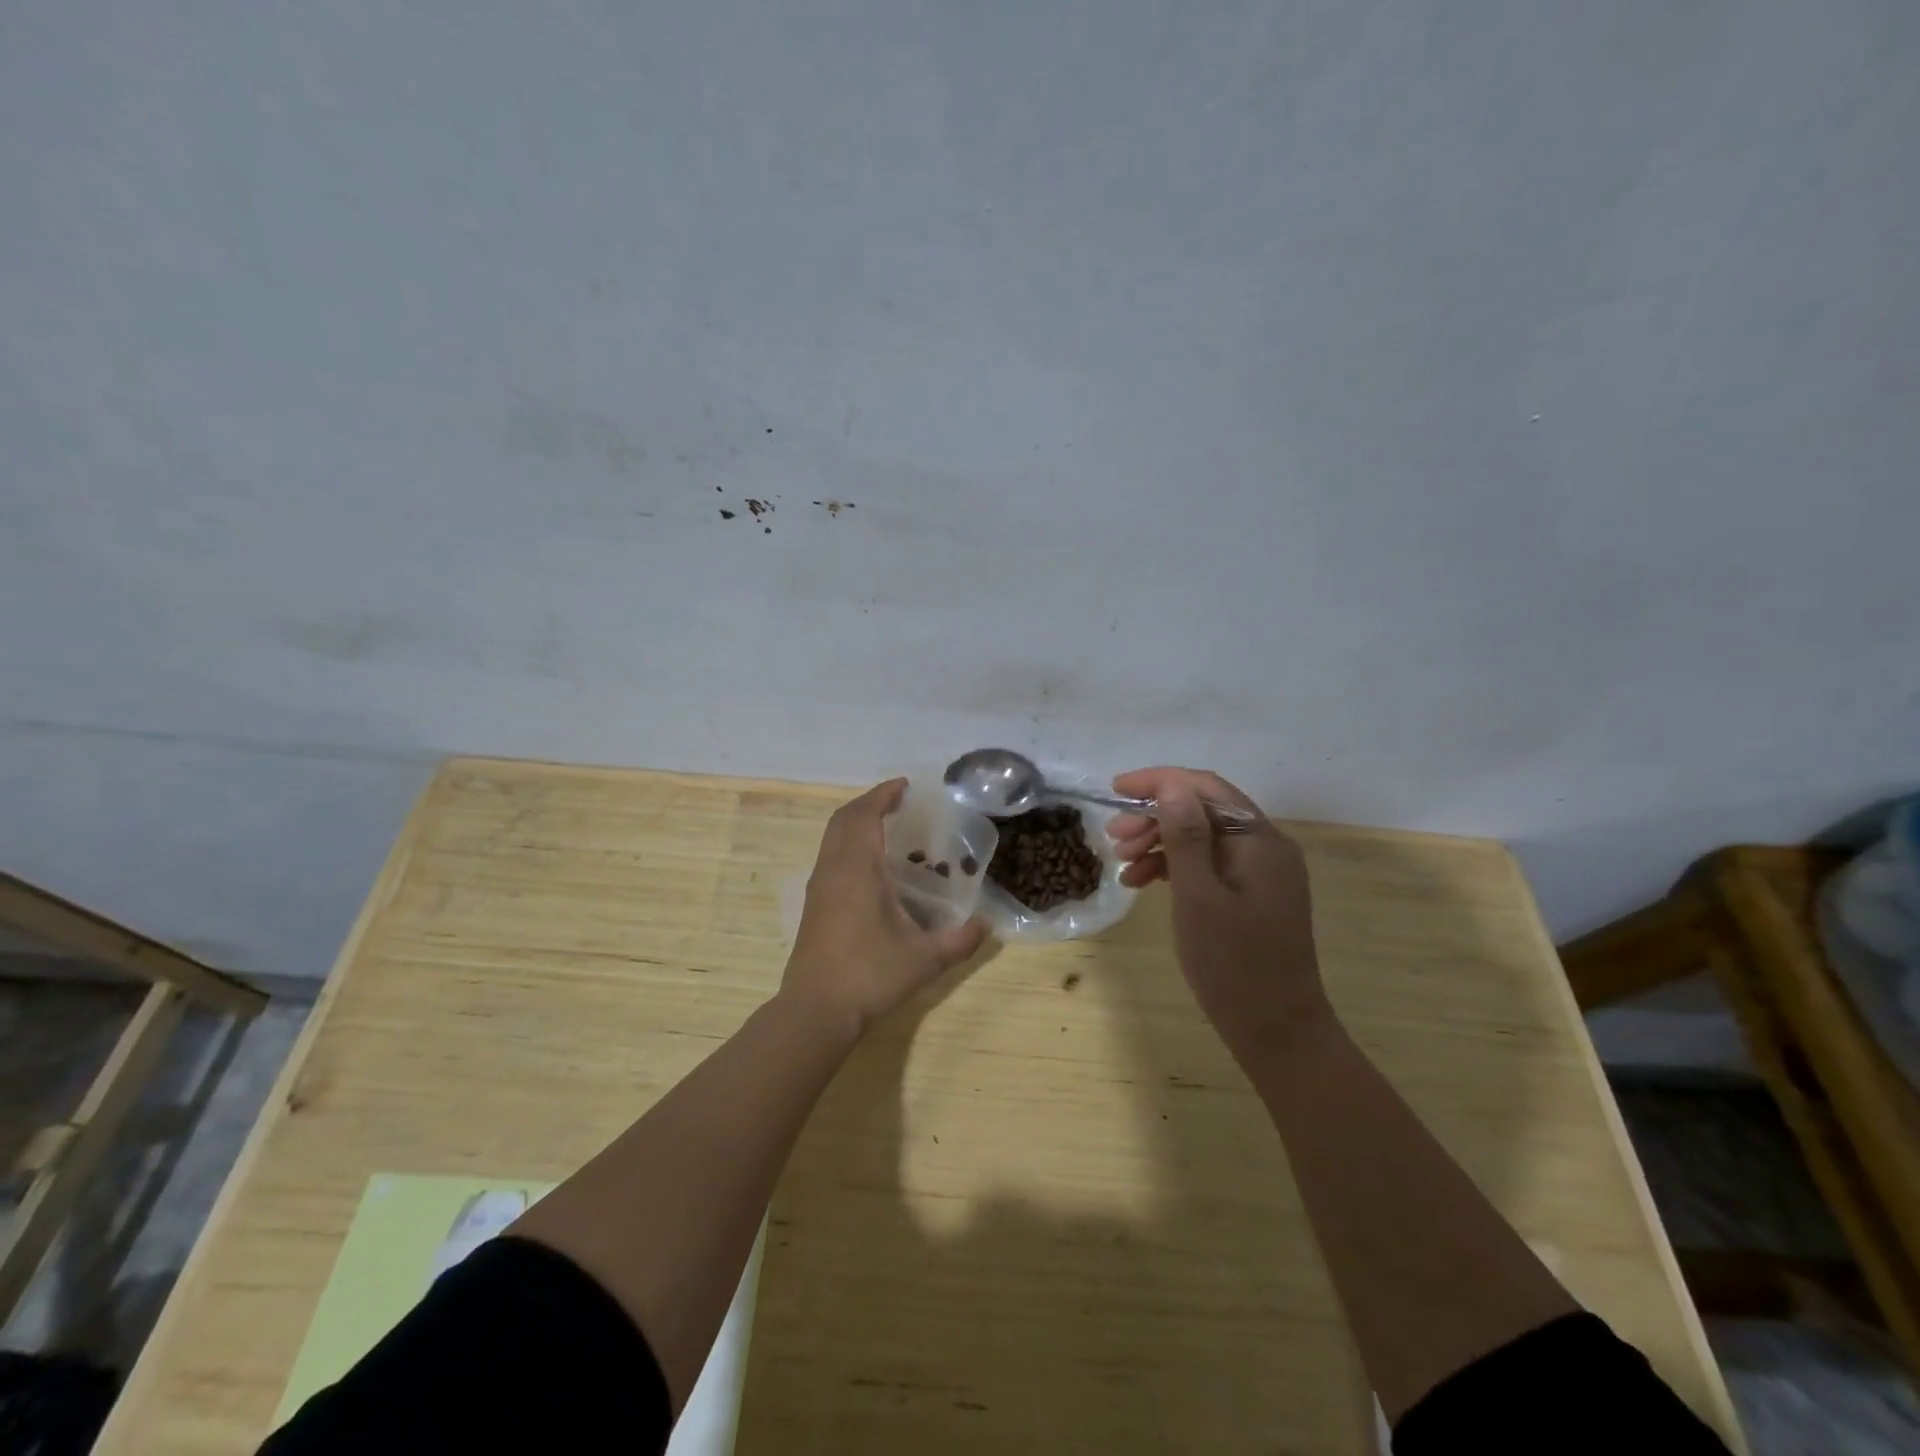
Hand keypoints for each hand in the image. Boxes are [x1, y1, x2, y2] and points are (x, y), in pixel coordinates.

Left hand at [785, 779, 987, 1035]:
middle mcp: (833, 869)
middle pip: (843, 819)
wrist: (816, 1011)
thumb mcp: (924, 960)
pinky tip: (870, 867)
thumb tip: (986, 927)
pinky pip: (829, 856)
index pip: (865, 815)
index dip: (883, 795)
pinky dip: (848, 844)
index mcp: (857, 868)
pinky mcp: (813, 905)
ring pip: (832, 838)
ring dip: (855, 823)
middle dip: (869, 803)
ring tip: (886, 827)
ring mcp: (818, 887)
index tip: (904, 786)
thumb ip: (959, 941)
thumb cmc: (870, 975)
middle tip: (897, 802)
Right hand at [1108, 767, 1330, 1061]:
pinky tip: (1143, 883)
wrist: (1277, 1032)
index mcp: (1260, 841)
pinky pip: (1208, 865)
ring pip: (1203, 838)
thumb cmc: (1233, 965)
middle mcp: (1266, 847)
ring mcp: (1260, 873)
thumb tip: (1171, 786)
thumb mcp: (1198, 896)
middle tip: (1113, 837)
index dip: (1159, 781)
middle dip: (1155, 816)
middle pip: (1203, 811)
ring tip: (1122, 862)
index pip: (1206, 788)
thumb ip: (1185, 836)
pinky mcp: (1251, 896)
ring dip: (1160, 842)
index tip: (1115, 789)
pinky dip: (1174, 868)